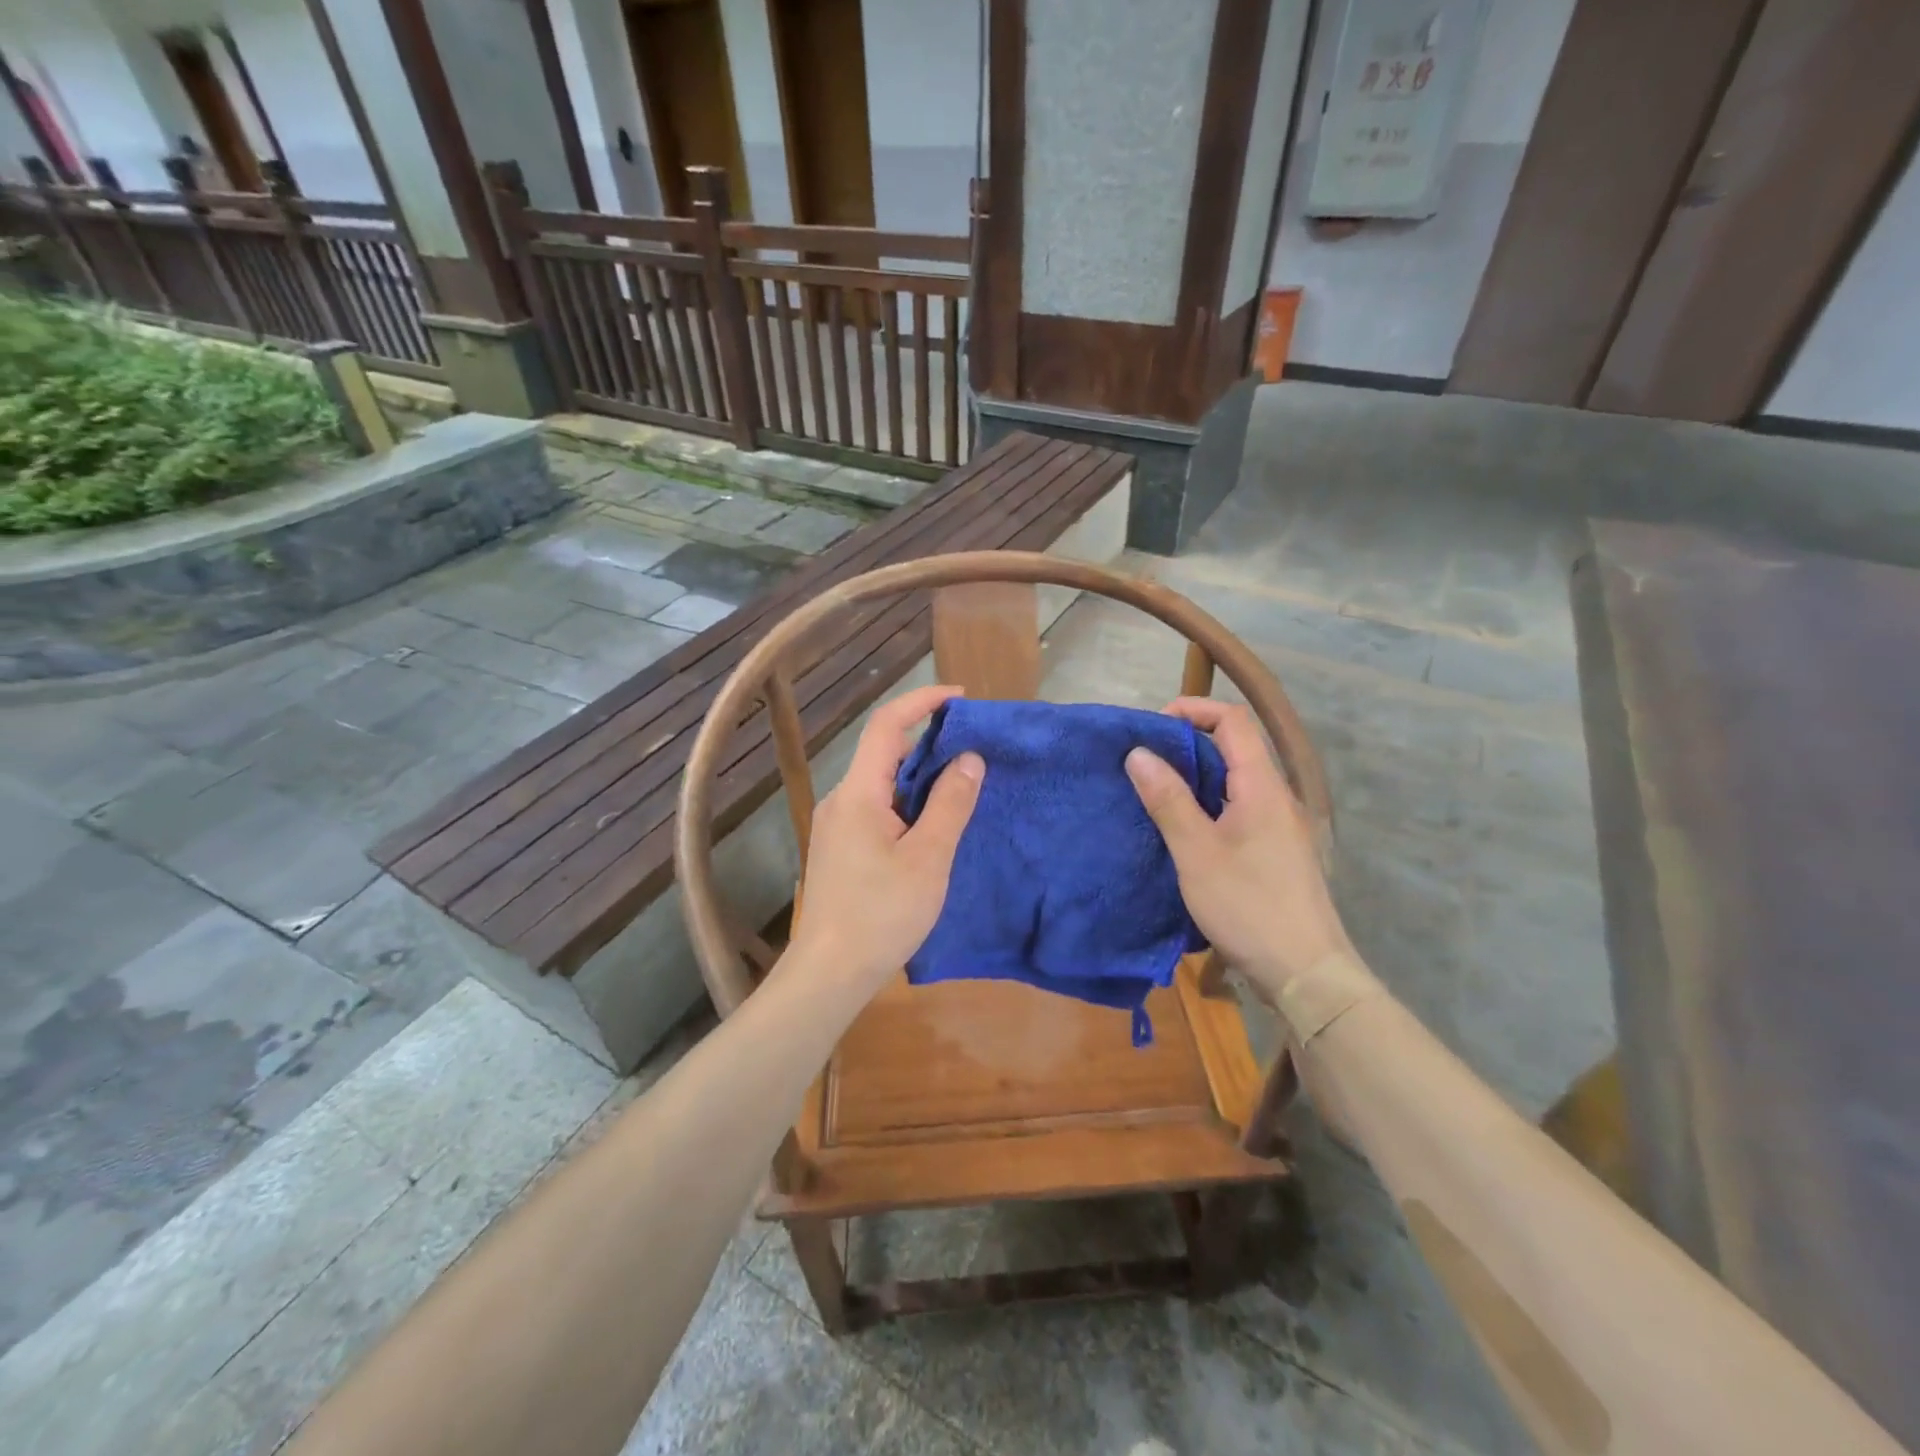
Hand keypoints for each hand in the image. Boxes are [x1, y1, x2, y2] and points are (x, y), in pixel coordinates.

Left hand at [789, 684, 984, 992]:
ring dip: (919, 776)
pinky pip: (876, 808)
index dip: (922, 702)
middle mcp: (841, 799)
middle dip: (927, 741)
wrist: (829, 973)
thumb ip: (950, 804)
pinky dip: (907, 802)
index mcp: (859, 793)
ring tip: (961, 785)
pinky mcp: (840, 849)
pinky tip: (931, 824)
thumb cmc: (882, 914)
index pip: (887, 725)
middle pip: (884, 752)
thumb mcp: (928, 858)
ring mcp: (837, 825)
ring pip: (881, 783)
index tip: (960, 698)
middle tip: (973, 749)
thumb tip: (969, 758)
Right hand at [1125, 697, 1350, 997]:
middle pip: (1236, 748)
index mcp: (1262, 787)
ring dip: (1197, 777)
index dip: (1193, 710)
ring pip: (1237, 782)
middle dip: (1188, 744)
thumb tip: (1139, 753)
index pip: (1233, 721)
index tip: (1153, 726)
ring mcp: (1281, 826)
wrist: (1305, 973)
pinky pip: (1241, 809)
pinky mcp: (1278, 852)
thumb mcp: (1196, 852)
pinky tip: (1185, 830)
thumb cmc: (1248, 906)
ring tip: (1156, 793)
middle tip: (1145, 762)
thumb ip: (1168, 800)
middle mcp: (1277, 797)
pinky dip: (1210, 805)